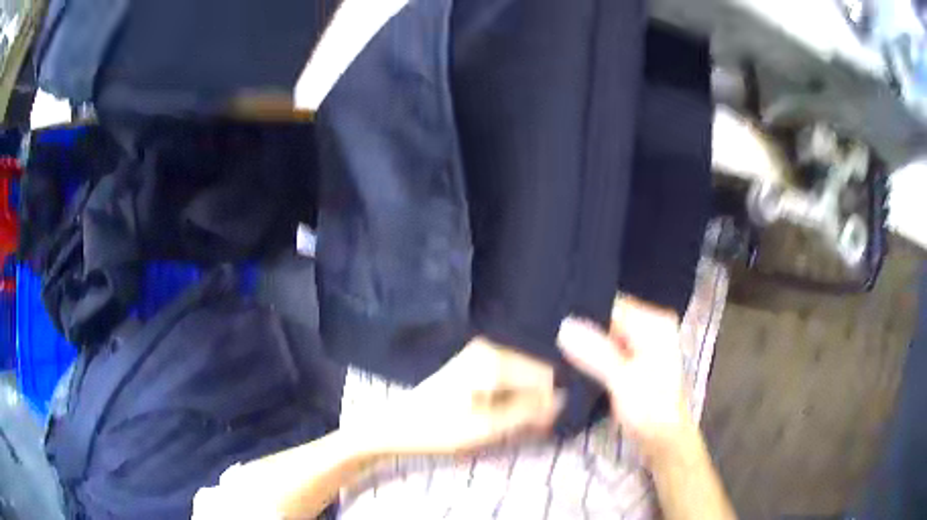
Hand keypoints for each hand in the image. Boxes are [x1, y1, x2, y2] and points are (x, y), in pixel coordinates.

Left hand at [371, 337, 563, 456]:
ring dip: (521, 403)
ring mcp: (479, 353)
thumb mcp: (489, 427)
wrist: (398, 425)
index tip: (541, 429)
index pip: (544, 377)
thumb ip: (528, 412)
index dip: (548, 404)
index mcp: (494, 360)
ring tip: (508, 426)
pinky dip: (507, 398)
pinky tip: (496, 416)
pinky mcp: (472, 363)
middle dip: (534, 403)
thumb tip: (563, 399)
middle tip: (524, 431)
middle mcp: (490, 348)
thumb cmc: (441, 429)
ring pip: (520, 378)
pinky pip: (505, 378)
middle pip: (533, 375)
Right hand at [557, 296, 690, 456]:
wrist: (662, 439)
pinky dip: (593, 354)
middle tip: (550, 337)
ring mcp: (643, 343)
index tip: (553, 322)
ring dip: (586, 343)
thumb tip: (564, 325)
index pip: (612, 304)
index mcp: (653, 323)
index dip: (583, 312)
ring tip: (556, 348)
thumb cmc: (649, 409)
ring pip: (606, 334)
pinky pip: (608, 347)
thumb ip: (595, 352)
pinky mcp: (635, 359)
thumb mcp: (621, 379)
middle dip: (583, 328)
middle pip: (609, 317)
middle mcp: (650, 326)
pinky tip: (574, 360)